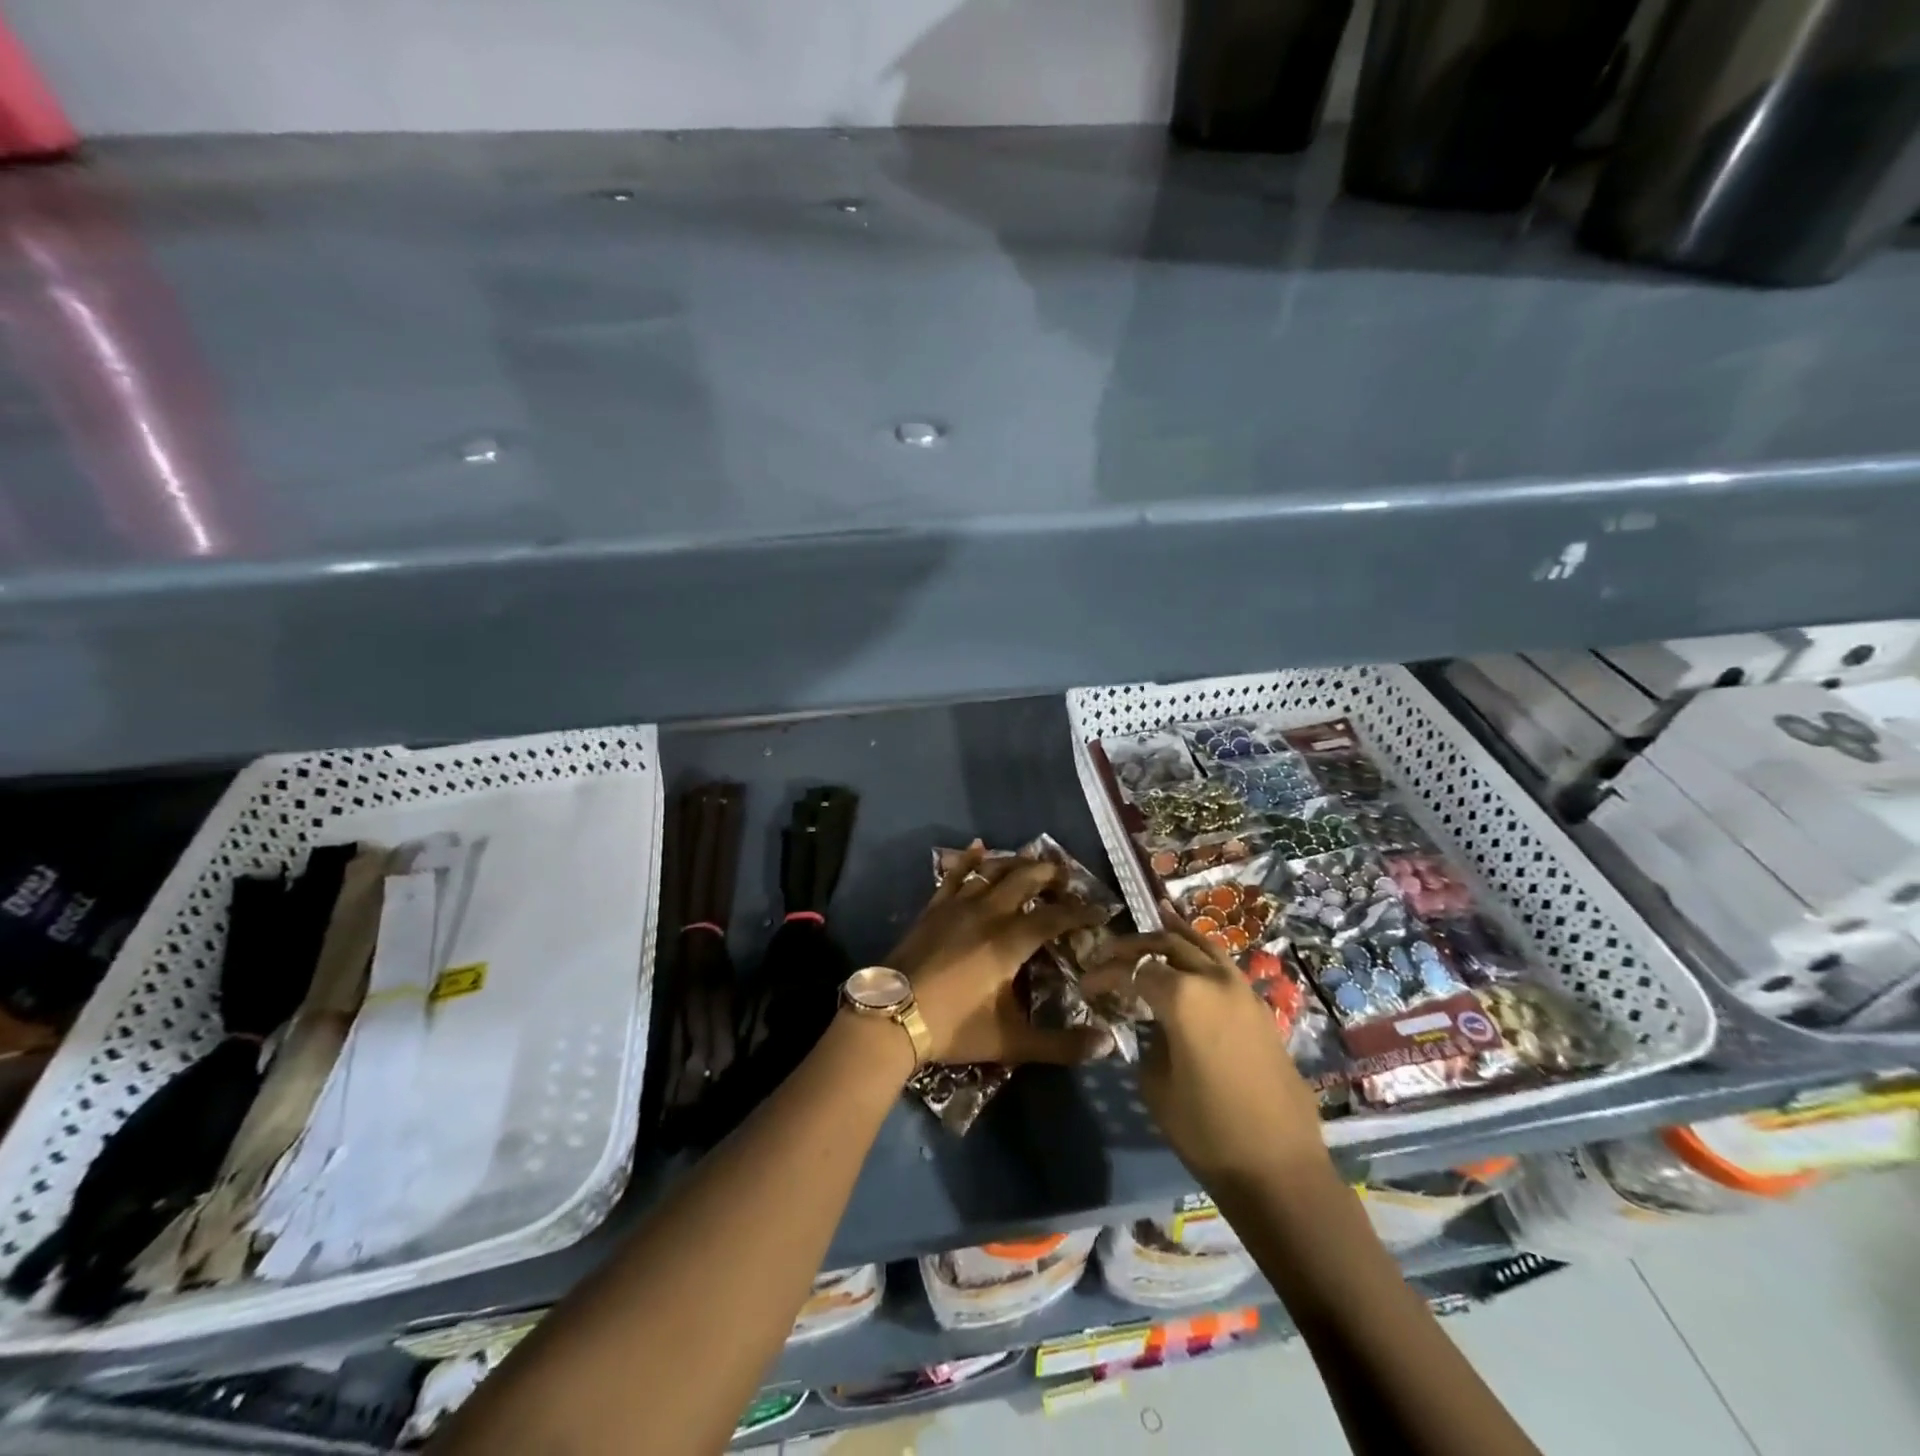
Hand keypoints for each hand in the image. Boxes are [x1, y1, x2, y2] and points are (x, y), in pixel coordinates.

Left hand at [885, 843, 1111, 1066]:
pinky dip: (970, 858)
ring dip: (1016, 863)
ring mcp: (957, 906)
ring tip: (1033, 860)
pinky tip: (978, 846)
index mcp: (1010, 942)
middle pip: (1025, 880)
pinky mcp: (934, 907)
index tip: (1101, 911)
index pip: (1055, 917)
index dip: (1081, 912)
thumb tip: (1107, 1044)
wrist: (891, 1016)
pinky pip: (955, 874)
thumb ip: (1060, 1044)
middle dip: (1050, 875)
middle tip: (1067, 878)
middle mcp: (988, 913)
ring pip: (992, 870)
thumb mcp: (1011, 1042)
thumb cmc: (953, 1027)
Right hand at [1084, 904, 1327, 1184]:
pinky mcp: (1260, 1008)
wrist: (1279, 1167)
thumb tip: (1154, 1028)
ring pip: (1203, 946)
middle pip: (1168, 945)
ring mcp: (1243, 991)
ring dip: (1175, 935)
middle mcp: (1213, 981)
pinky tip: (1193, 954)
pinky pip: (1224, 967)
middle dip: (1135, 946)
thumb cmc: (1207, 1129)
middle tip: (1109, 954)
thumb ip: (1149, 1042)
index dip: (1105, 974)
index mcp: (1182, 996)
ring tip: (1156, 918)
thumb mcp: (1156, 1085)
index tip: (1086, 985)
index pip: (1133, 970)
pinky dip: (1203, 953)